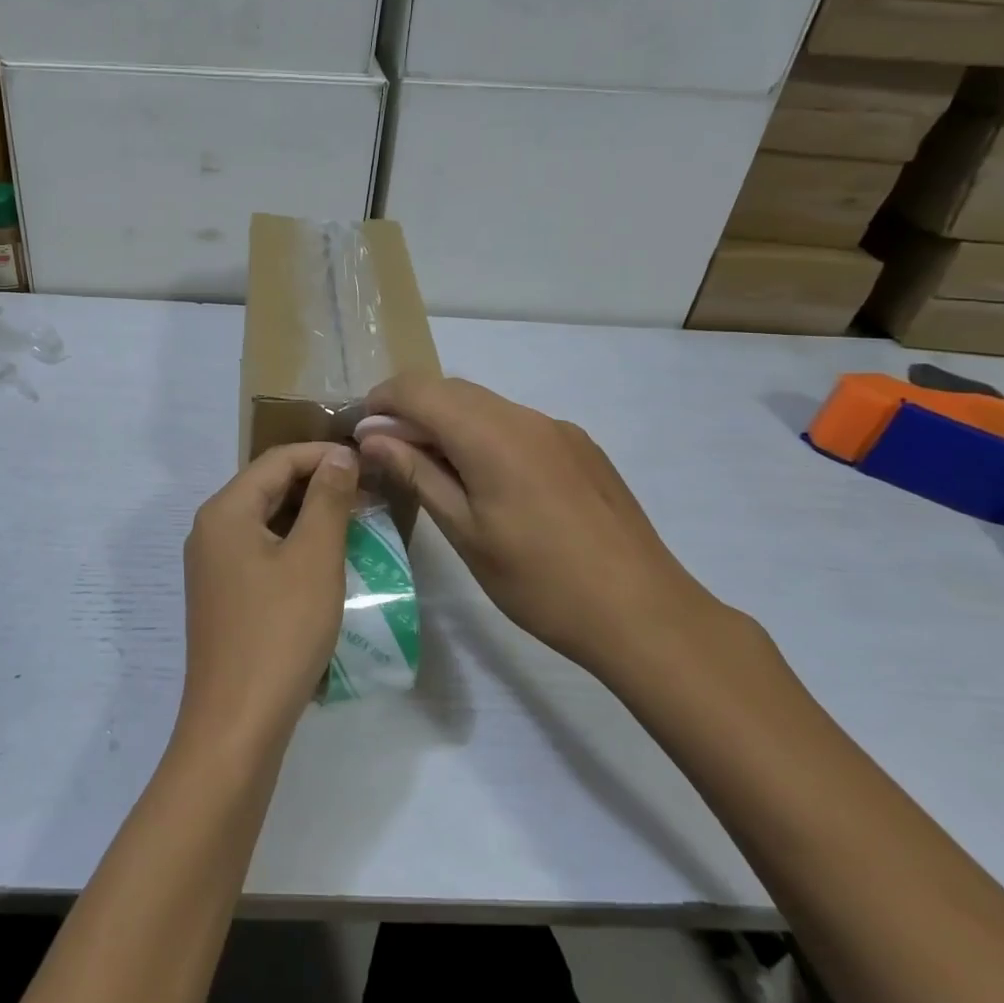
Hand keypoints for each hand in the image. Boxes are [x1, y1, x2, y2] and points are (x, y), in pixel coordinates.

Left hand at [178, 442, 359, 752]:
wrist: (237, 724)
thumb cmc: (279, 632)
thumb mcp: (314, 558)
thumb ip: (328, 499)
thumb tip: (339, 456)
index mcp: (225, 511)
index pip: (277, 460)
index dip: (323, 455)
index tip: (366, 463)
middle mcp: (210, 530)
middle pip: (267, 486)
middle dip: (317, 485)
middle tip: (366, 494)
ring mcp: (212, 565)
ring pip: (265, 520)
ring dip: (308, 516)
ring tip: (353, 524)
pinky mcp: (222, 595)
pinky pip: (260, 551)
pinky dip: (293, 545)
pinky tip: (324, 561)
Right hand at [358, 373, 718, 682]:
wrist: (643, 613)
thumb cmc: (540, 582)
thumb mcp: (465, 532)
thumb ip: (417, 473)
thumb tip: (373, 436)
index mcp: (492, 434)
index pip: (419, 389)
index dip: (381, 400)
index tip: (360, 432)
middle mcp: (526, 417)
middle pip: (452, 390)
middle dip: (412, 410)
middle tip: (389, 454)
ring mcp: (559, 430)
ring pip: (486, 406)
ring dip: (449, 423)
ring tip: (433, 470)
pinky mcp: (581, 448)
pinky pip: (517, 425)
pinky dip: (485, 436)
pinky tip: (487, 482)